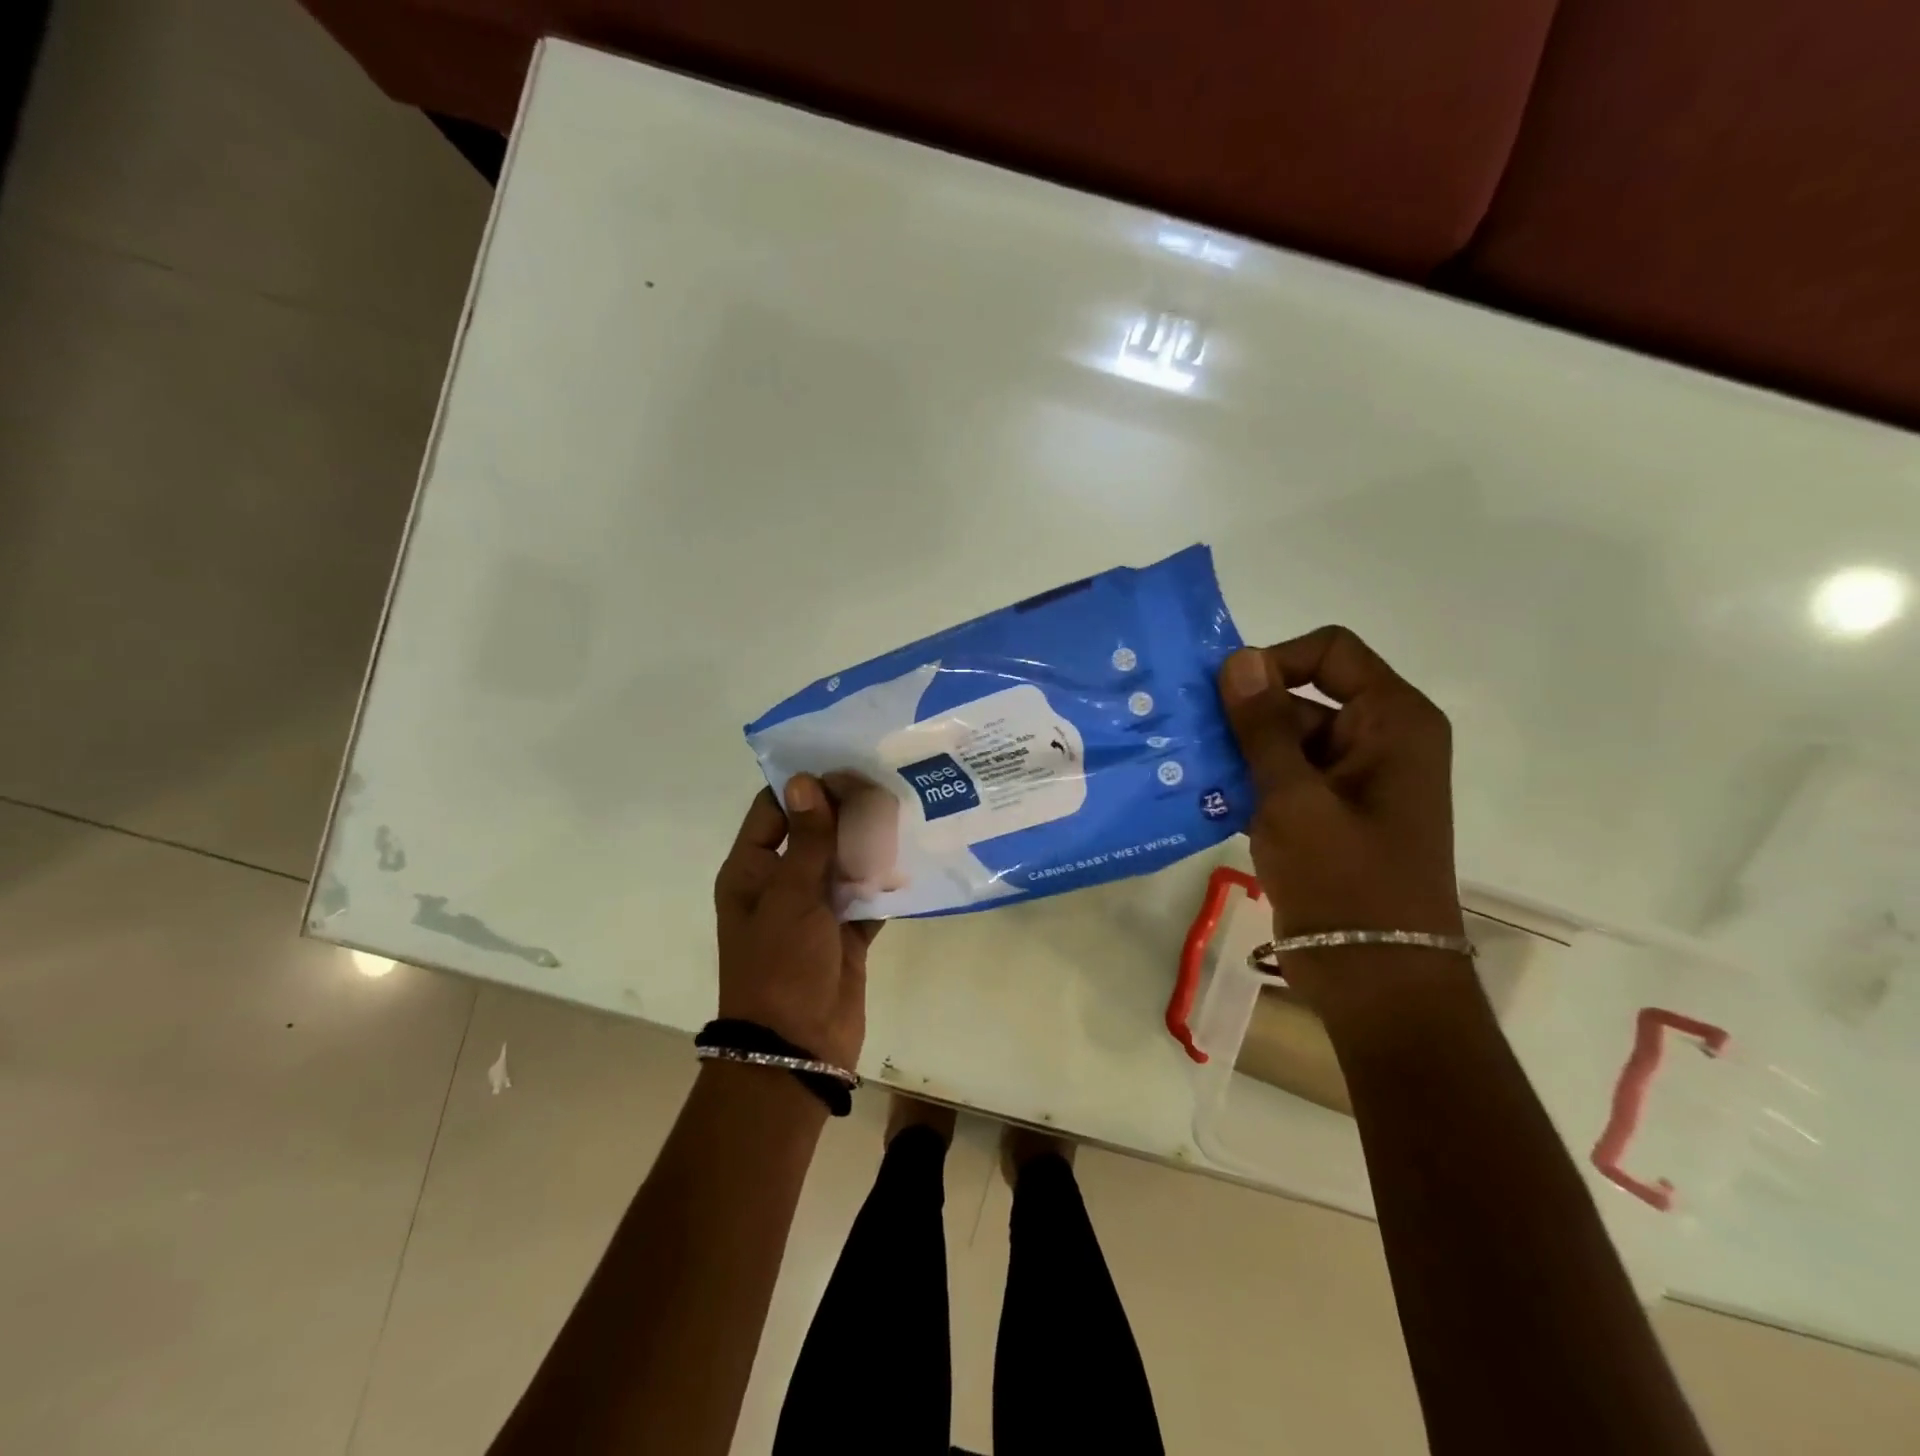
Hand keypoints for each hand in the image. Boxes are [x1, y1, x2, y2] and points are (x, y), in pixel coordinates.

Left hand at [713, 776, 879, 1069]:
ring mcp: (815, 908)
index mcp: (753, 870)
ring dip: (868, 843)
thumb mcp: (791, 896)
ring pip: (843, 862)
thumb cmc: (780, 965)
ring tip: (905, 807)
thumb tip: (805, 780)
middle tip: (885, 779)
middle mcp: (782, 882)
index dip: (804, 785)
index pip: (774, 810)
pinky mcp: (846, 930)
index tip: (843, 760)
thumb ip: (807, 839)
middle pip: (814, 833)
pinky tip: (913, 854)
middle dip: (845, 811)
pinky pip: (866, 895)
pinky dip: (884, 880)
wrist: (797, 1047)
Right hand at [1217, 626, 1462, 963]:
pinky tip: (1200, 796)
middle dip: (1244, 716)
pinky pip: (1282, 778)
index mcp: (1392, 722)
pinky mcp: (1328, 814)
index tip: (1223, 696)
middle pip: (1302, 696)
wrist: (1375, 979)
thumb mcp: (1294, 797)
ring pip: (1284, 741)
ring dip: (1237, 752)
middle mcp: (1378, 740)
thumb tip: (1239, 657)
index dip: (1275, 662)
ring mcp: (1352, 781)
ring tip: (1183, 766)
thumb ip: (1263, 726)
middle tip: (1184, 734)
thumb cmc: (1345, 881)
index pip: (1330, 652)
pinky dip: (1246, 783)